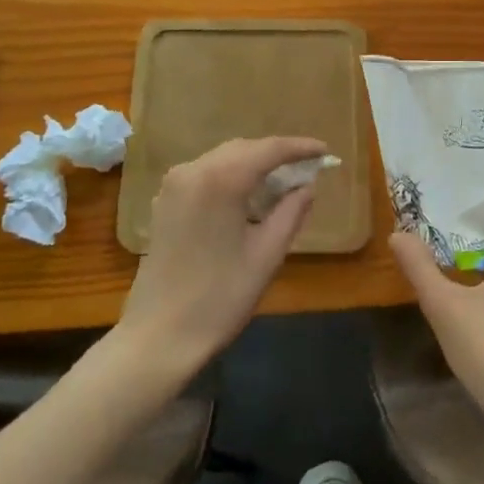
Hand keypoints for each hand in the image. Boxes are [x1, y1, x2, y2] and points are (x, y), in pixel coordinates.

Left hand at [118, 136, 326, 377]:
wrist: (158, 336)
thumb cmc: (220, 297)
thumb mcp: (267, 255)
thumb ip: (291, 212)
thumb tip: (306, 187)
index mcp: (221, 179)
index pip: (269, 149)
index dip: (300, 148)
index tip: (325, 151)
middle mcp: (193, 170)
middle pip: (244, 149)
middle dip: (277, 155)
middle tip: (308, 168)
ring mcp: (174, 185)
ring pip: (224, 159)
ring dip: (254, 165)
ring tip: (283, 183)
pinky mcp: (165, 202)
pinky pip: (206, 174)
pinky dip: (231, 177)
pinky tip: (249, 197)